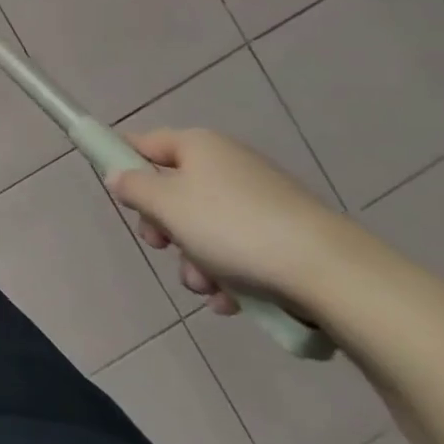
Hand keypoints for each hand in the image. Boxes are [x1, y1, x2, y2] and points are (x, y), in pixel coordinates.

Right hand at [107, 128, 357, 317]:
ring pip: (204, 228)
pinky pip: (238, 249)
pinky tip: (232, 301)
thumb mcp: (166, 205)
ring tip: (206, 287)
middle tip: (161, 246)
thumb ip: (134, 188)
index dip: (124, 160)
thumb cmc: (232, 227)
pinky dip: (228, 274)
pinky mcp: (283, 235)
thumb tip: (119, 176)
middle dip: (164, 227)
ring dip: (195, 261)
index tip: (114, 189)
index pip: (147, 142)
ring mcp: (259, 200)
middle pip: (175, 191)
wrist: (328, 272)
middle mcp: (228, 165)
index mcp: (199, 146)